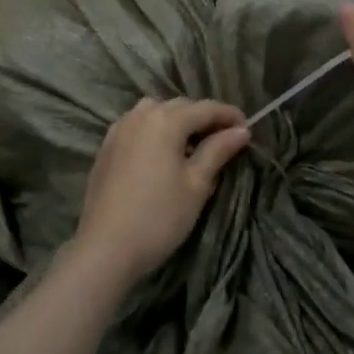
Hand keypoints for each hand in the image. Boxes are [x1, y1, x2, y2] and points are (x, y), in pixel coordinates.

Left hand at [72, 98, 249, 284]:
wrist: (106, 247)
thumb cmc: (159, 216)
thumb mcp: (196, 184)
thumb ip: (218, 151)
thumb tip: (241, 130)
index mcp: (165, 120)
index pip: (204, 108)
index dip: (228, 115)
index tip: (247, 128)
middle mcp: (140, 115)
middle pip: (179, 106)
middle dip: (203, 117)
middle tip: (223, 139)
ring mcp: (119, 129)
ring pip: (155, 112)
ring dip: (177, 121)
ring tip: (192, 145)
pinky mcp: (106, 146)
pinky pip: (137, 126)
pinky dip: (155, 130)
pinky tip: (162, 153)